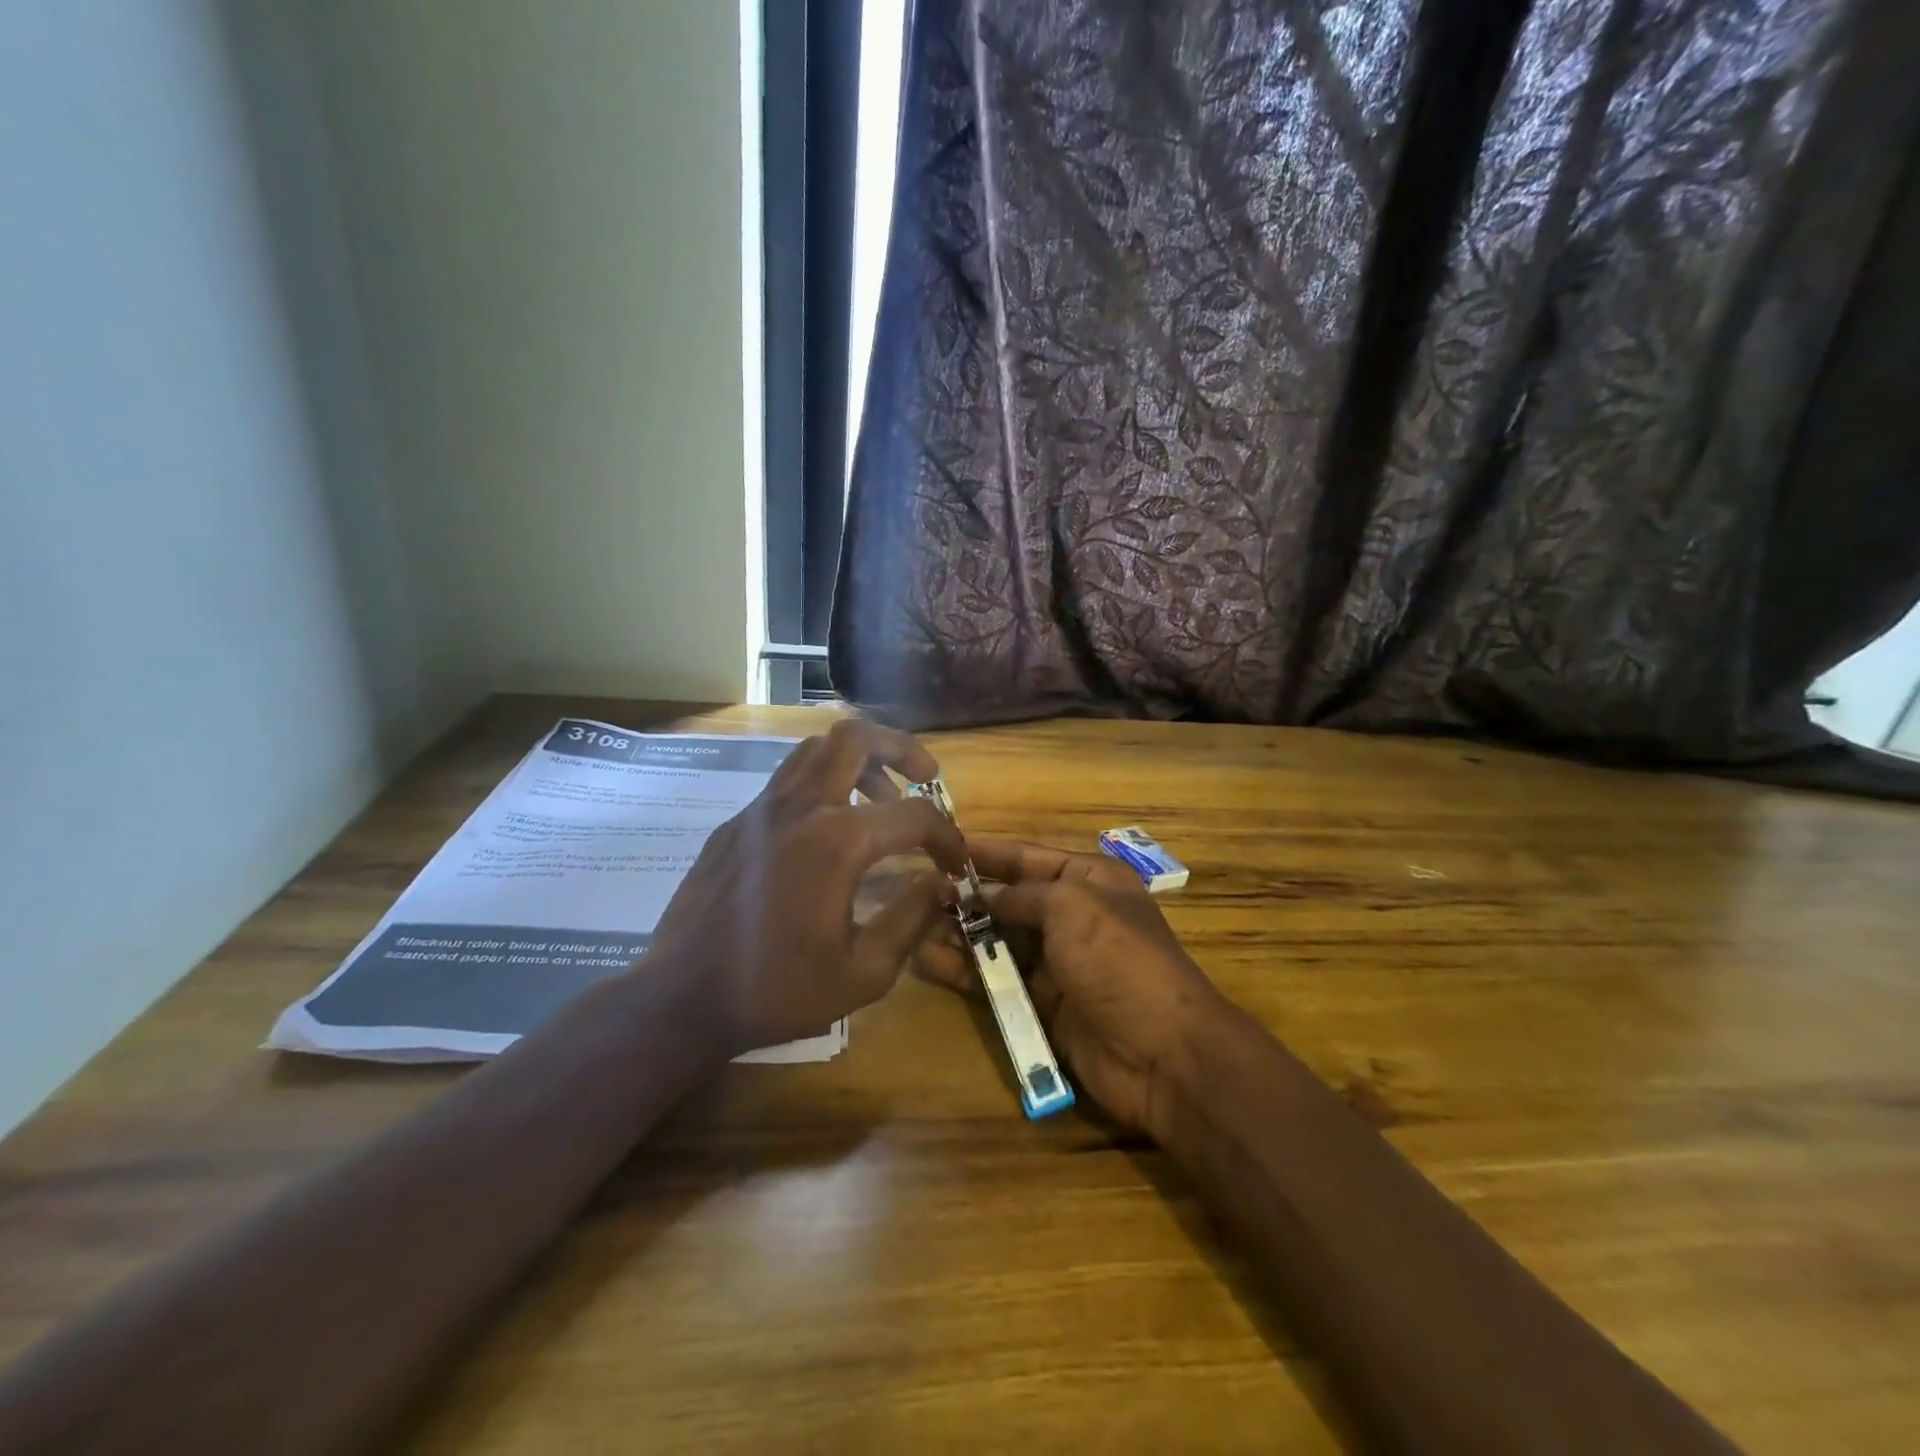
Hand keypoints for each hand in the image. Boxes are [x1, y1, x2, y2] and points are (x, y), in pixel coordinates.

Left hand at [649, 719, 967, 1054]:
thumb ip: (911, 919)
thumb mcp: (863, 973)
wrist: (681, 997)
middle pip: (856, 738)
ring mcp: (760, 809)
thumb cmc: (776, 990)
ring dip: (858, 761)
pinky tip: (824, 834)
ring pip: (816, 750)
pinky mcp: (734, 824)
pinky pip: (786, 781)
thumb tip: (941, 884)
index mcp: (837, 842)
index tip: (954, 863)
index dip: (946, 836)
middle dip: (902, 748)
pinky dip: (819, 787)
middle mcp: (800, 807)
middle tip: (924, 779)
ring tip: (877, 800)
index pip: (913, 815)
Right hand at [916, 840, 1231, 1137]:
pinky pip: (996, 980)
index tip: (937, 846)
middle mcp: (1070, 915)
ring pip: (996, 941)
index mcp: (1088, 880)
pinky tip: (927, 962)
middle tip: (912, 894)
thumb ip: (1022, 895)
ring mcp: (1055, 962)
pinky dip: (964, 971)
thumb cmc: (1118, 960)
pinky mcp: (1041, 1004)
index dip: (983, 852)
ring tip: (911, 927)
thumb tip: (985, 896)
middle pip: (1006, 899)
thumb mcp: (1073, 906)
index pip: (1025, 857)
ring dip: (958, 934)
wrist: (1161, 1053)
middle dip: (963, 896)